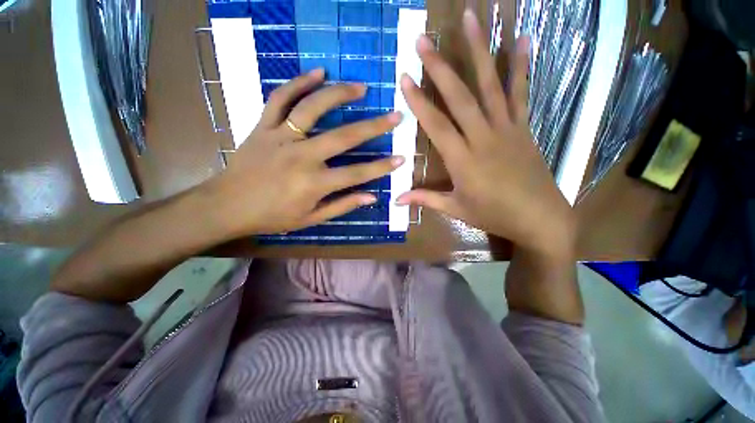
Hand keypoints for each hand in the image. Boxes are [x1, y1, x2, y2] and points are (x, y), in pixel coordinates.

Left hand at [201, 69, 404, 236]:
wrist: (226, 205)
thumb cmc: (272, 216)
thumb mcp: (310, 219)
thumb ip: (342, 206)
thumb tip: (371, 196)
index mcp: (314, 183)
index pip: (357, 174)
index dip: (382, 167)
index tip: (401, 158)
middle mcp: (301, 156)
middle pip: (344, 137)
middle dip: (374, 127)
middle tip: (395, 115)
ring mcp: (281, 137)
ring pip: (313, 108)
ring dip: (339, 95)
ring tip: (361, 87)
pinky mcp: (263, 126)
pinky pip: (280, 98)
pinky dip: (298, 82)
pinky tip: (318, 73)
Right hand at [397, 10, 575, 255]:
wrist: (539, 218)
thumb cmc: (493, 215)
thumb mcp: (455, 209)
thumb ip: (425, 200)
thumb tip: (396, 200)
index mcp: (462, 160)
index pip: (436, 125)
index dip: (419, 101)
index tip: (405, 77)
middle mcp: (483, 137)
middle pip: (459, 97)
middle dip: (440, 67)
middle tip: (424, 39)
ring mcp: (506, 128)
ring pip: (491, 85)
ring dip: (479, 51)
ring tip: (471, 19)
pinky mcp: (524, 128)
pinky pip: (521, 93)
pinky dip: (522, 66)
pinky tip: (524, 39)